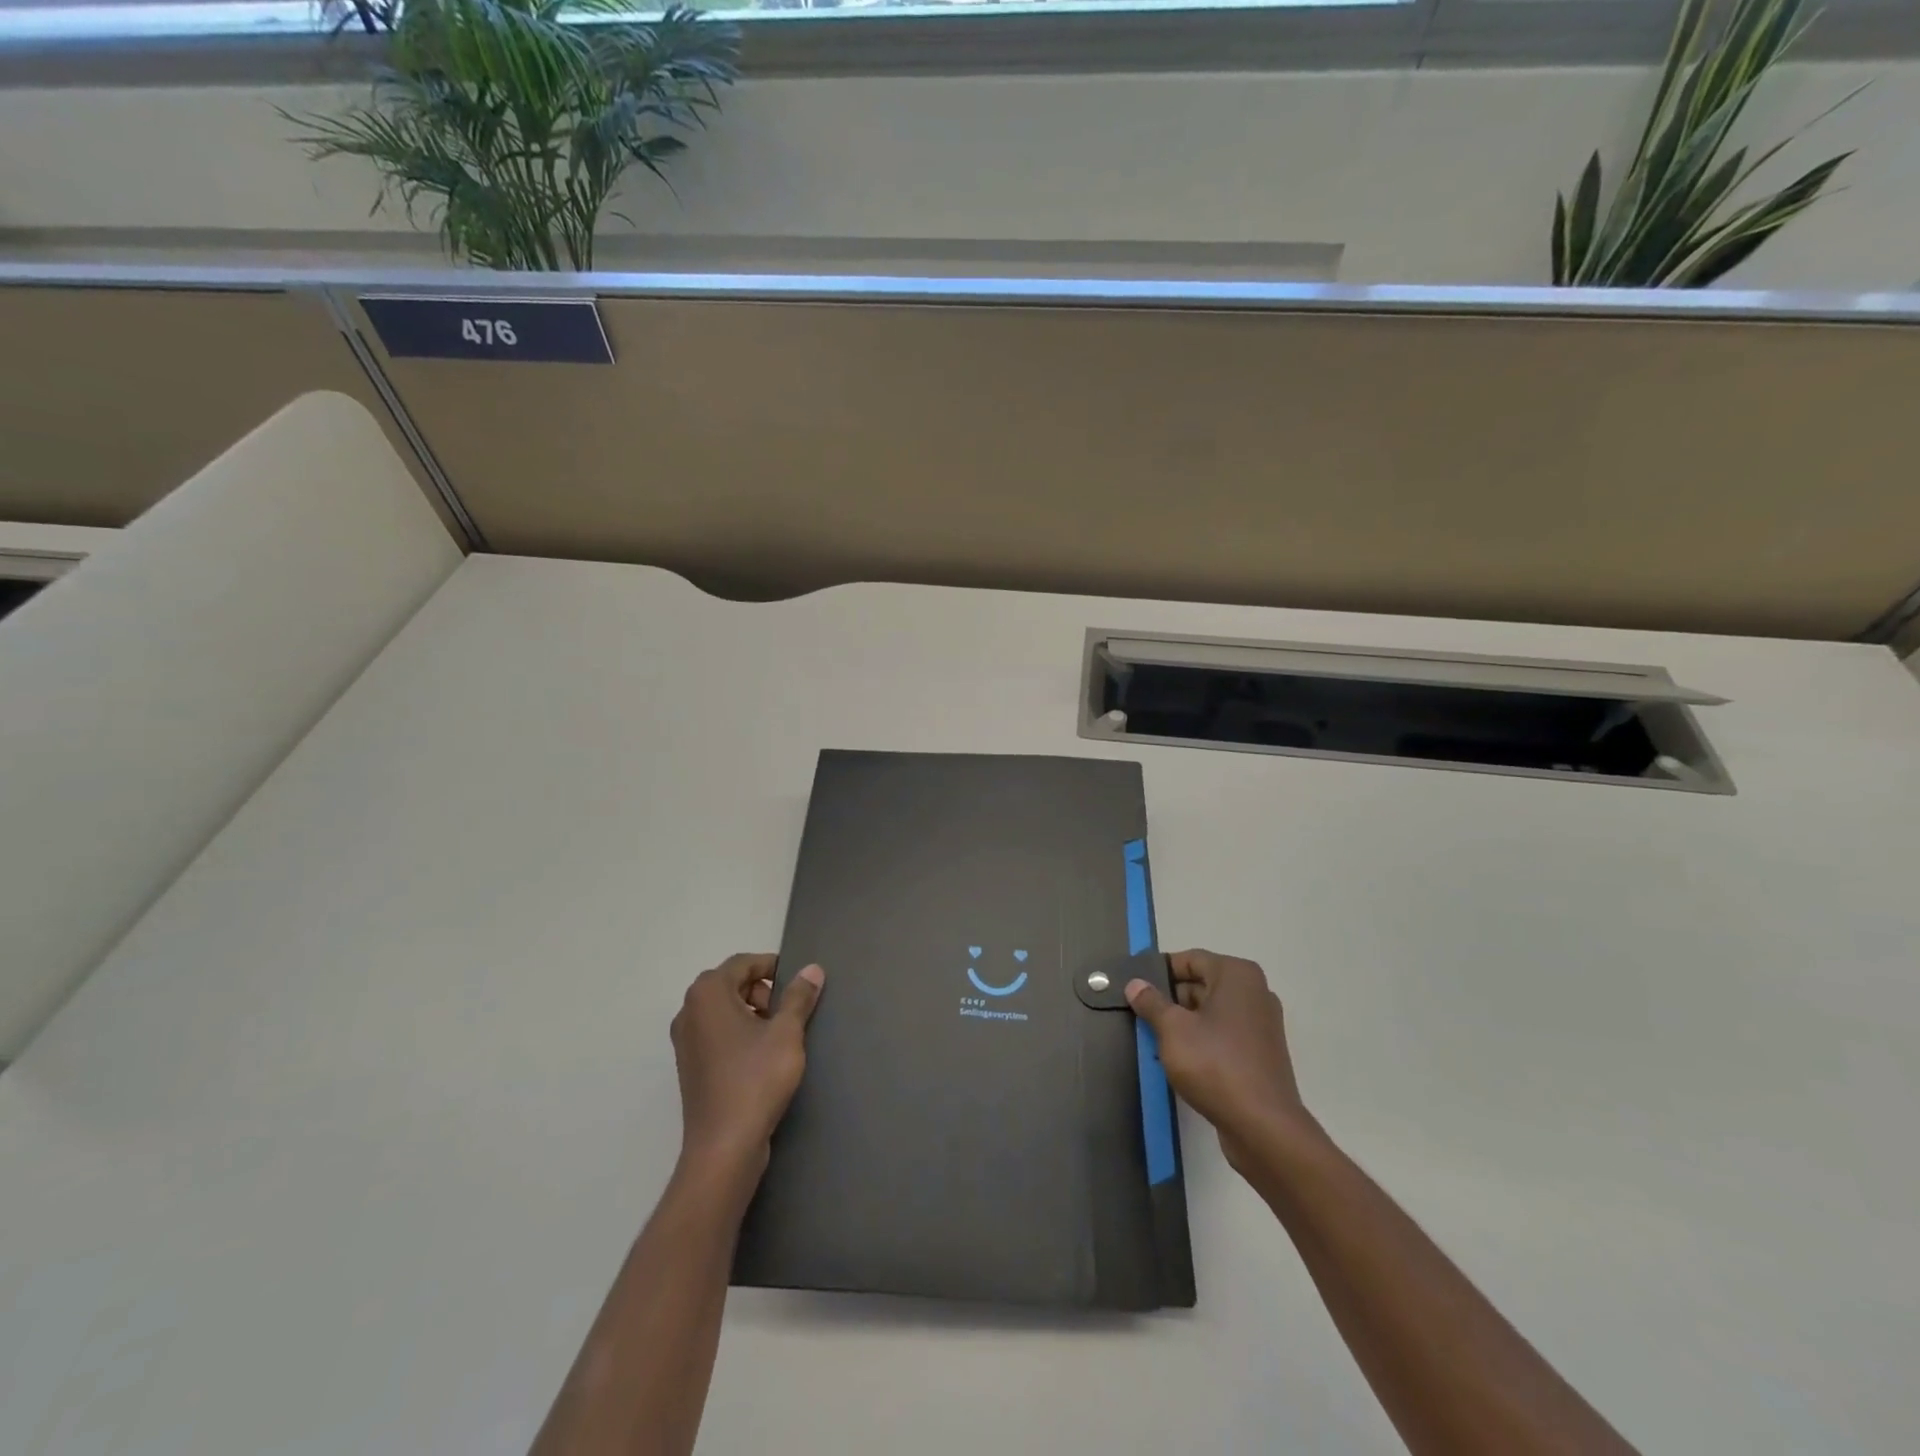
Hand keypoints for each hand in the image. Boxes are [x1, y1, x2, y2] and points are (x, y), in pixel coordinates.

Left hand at [670, 954, 824, 1179]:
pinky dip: (738, 1033)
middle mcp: (689, 1011)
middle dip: (762, 991)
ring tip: (778, 1036)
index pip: (743, 963)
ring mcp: (685, 1041)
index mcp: (708, 994)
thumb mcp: (786, 1033)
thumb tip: (812, 969)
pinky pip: (716, 1033)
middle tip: (788, 1013)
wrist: (724, 1146)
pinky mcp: (689, 1066)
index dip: (772, 966)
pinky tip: (761, 1057)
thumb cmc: (756, 1079)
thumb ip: (799, 997)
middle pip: (730, 984)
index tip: (798, 983)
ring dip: (752, 1012)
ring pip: (723, 1010)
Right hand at [1125, 949, 1315, 1173]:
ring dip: (1183, 1022)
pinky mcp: (1260, 1054)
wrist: (1263, 1127)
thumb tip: (1135, 984)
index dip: (1159, 970)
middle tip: (1138, 1013)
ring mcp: (1260, 1025)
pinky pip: (1223, 1035)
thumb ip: (1151, 1002)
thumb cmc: (1215, 1064)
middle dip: (1169, 998)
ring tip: (1152, 1037)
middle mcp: (1254, 993)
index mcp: (1237, 975)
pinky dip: (1200, 1040)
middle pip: (1202, 984)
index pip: (1190, 959)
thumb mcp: (1173, 1029)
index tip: (1133, 984)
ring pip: (1211, 1012)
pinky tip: (1177, 1058)